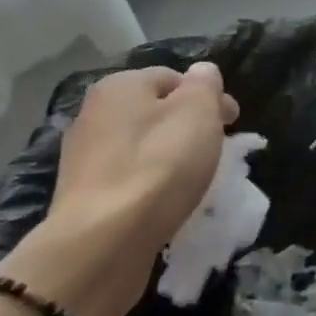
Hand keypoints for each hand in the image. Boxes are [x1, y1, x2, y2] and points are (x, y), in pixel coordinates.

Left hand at [0, 63, 236, 315]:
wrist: (104, 243)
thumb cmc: (160, 165)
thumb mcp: (198, 112)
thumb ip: (205, 84)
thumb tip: (203, 72)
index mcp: (119, 85)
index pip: (174, 77)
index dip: (208, 96)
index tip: (232, 123)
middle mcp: (94, 114)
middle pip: (155, 112)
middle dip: (188, 127)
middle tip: (217, 152)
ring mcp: (83, 158)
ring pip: (142, 147)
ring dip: (169, 157)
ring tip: (194, 181)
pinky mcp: (83, 198)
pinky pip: (129, 180)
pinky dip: (150, 186)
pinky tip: (166, 203)